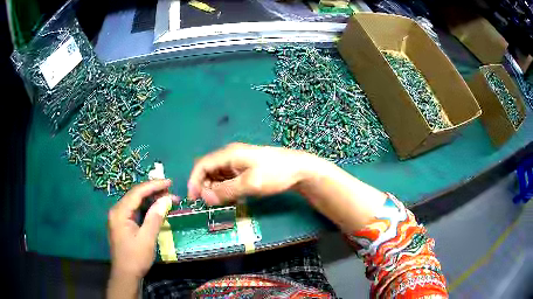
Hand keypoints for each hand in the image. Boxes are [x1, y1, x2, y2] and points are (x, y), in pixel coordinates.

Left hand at [108, 179, 175, 279]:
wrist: (125, 274)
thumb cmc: (135, 258)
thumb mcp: (147, 238)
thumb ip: (155, 218)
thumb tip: (166, 200)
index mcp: (120, 212)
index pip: (137, 192)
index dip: (153, 185)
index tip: (169, 182)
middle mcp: (117, 211)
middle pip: (135, 195)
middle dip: (153, 191)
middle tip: (171, 191)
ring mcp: (118, 217)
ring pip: (135, 202)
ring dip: (150, 199)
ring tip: (166, 197)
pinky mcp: (122, 223)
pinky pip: (134, 210)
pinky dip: (145, 207)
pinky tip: (155, 208)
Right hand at [187, 142, 313, 204]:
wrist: (299, 169)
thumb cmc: (275, 173)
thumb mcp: (250, 184)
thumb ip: (226, 191)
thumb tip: (204, 198)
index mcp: (229, 154)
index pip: (202, 165)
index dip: (194, 181)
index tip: (193, 198)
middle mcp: (230, 156)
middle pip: (208, 170)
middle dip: (204, 186)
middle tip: (208, 203)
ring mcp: (238, 163)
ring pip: (217, 176)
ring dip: (214, 189)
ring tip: (219, 203)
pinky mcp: (245, 170)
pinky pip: (228, 179)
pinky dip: (224, 189)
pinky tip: (230, 198)